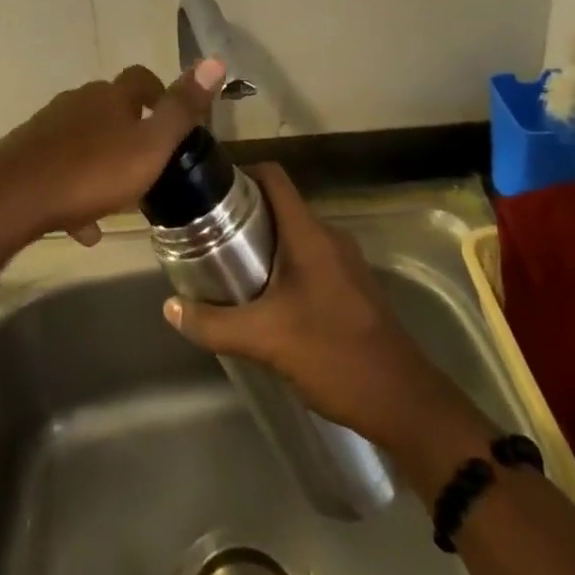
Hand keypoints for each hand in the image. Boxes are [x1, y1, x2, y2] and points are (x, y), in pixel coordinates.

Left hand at [0, 59, 227, 245]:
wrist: (12, 197)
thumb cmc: (91, 172)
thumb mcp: (150, 146)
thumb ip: (182, 109)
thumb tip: (216, 60)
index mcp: (111, 96)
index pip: (140, 79)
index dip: (158, 93)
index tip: (169, 119)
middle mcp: (78, 101)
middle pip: (110, 108)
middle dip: (129, 130)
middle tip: (146, 163)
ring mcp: (48, 126)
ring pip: (85, 139)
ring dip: (102, 162)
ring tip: (117, 199)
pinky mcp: (27, 153)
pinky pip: (60, 167)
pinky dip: (75, 190)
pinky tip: (84, 227)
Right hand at [162, 163, 478, 453]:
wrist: (404, 401)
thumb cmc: (333, 355)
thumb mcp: (264, 340)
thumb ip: (214, 324)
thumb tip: (170, 307)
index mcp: (309, 233)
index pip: (274, 176)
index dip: (241, 173)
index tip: (209, 190)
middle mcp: (329, 236)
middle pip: (281, 205)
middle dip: (245, 214)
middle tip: (209, 235)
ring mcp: (346, 262)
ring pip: (296, 234)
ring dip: (264, 242)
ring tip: (230, 266)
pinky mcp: (353, 287)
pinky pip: (311, 258)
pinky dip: (285, 265)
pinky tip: (267, 299)